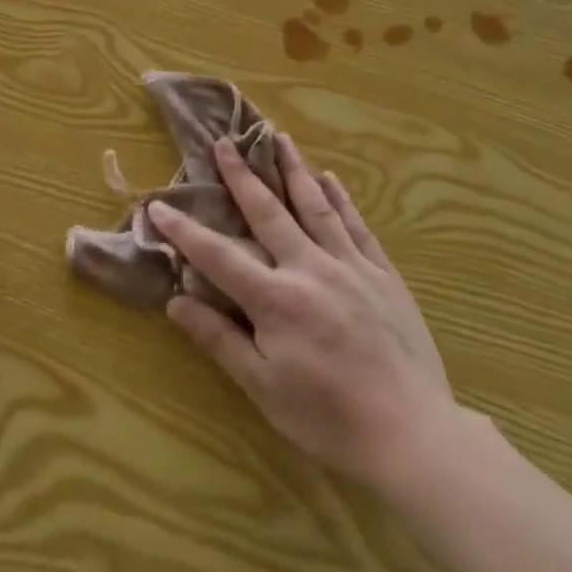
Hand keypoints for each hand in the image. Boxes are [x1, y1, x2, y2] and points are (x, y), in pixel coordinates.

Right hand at [151, 135, 457, 490]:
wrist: (412, 434)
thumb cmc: (328, 418)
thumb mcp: (263, 388)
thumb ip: (219, 340)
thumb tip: (176, 301)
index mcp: (275, 299)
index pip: (218, 255)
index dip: (185, 230)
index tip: (159, 204)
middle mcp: (310, 269)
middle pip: (268, 213)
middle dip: (242, 176)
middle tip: (224, 142)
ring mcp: (351, 267)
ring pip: (315, 207)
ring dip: (293, 169)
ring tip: (278, 137)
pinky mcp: (383, 274)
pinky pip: (357, 226)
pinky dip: (340, 199)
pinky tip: (329, 178)